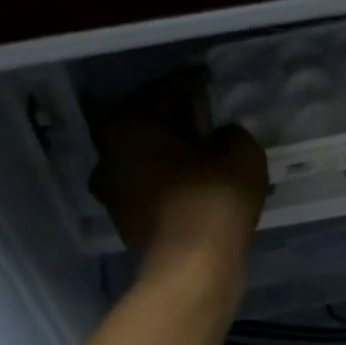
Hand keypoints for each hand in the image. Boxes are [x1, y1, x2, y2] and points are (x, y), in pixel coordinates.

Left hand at [86, 72, 267, 275]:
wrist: (194, 265)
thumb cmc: (212, 195)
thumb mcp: (239, 149)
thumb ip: (228, 132)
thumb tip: (220, 136)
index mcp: (125, 124)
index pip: (163, 92)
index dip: (190, 84)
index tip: (206, 79)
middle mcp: (106, 155)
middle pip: (144, 127)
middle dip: (171, 122)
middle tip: (201, 119)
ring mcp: (112, 194)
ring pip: (144, 162)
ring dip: (168, 157)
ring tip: (200, 156)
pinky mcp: (126, 225)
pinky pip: (150, 191)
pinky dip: (169, 185)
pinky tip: (194, 187)